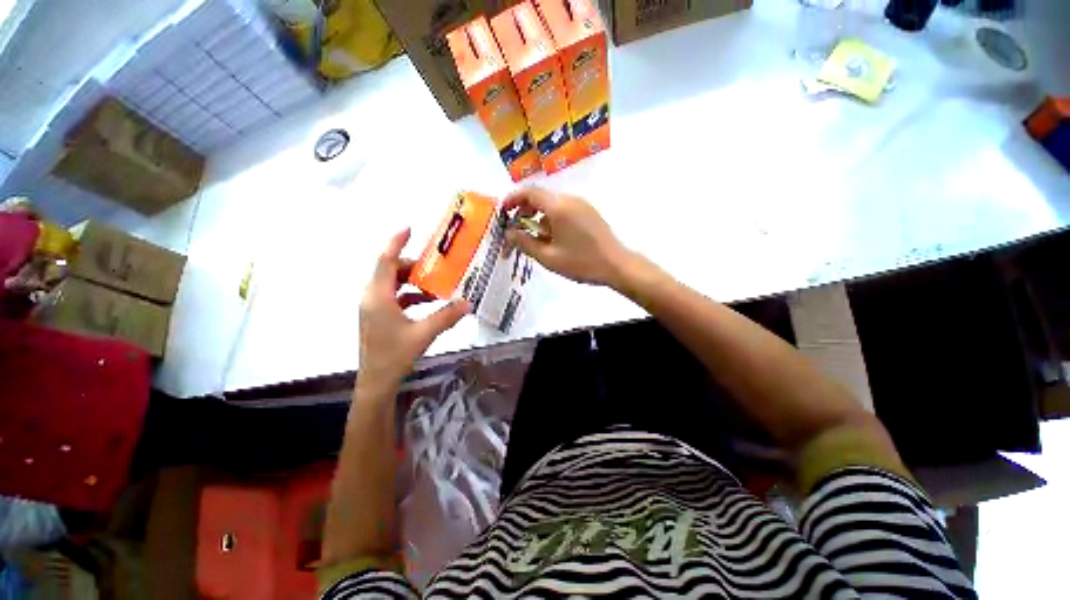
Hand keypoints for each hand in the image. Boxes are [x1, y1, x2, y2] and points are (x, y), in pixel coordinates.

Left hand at [358, 229, 469, 390]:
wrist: (376, 382)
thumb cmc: (394, 356)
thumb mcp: (424, 334)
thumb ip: (446, 316)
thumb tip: (468, 303)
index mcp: (378, 297)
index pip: (385, 261)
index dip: (396, 243)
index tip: (409, 228)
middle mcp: (372, 297)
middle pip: (390, 271)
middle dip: (413, 266)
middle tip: (435, 267)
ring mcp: (374, 307)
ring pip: (392, 283)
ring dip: (413, 281)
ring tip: (435, 285)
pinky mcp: (378, 316)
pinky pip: (394, 296)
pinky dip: (410, 294)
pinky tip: (428, 301)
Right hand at [504, 187, 629, 286]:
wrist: (616, 265)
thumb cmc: (581, 262)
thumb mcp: (548, 257)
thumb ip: (525, 243)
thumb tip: (509, 233)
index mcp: (559, 207)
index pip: (529, 192)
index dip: (512, 199)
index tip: (503, 212)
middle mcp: (570, 199)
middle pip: (540, 197)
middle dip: (524, 211)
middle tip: (516, 230)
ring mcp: (581, 204)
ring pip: (552, 204)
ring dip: (538, 216)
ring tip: (534, 238)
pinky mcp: (588, 212)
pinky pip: (564, 209)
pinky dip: (551, 218)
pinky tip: (552, 238)